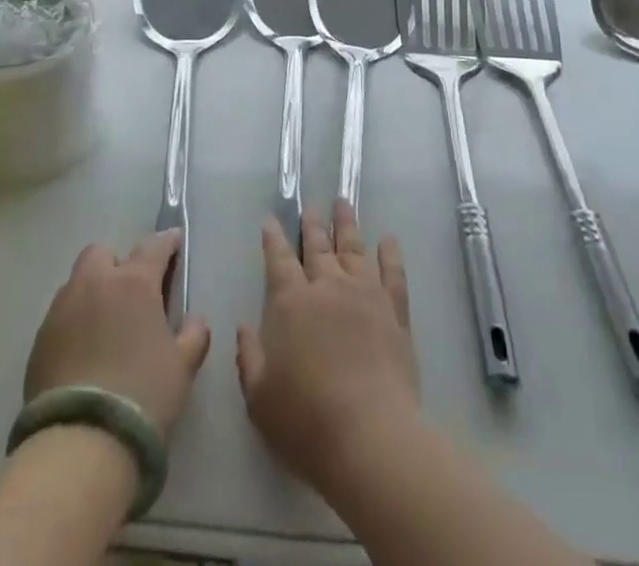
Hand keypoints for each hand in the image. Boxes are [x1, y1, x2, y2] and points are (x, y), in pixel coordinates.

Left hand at [24, 231, 210, 439]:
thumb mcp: (183, 366)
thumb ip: (193, 334)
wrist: (82, 444)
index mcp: (134, 282)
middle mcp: (96, 284)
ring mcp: (62, 309)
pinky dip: (74, 323)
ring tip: (104, 326)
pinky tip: (83, 353)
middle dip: (117, 264)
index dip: (167, 242)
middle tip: (131, 293)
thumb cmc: (143, 395)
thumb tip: (194, 319)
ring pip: (78, 283)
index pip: (154, 246)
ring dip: (93, 293)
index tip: (174, 243)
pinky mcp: (39, 340)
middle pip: (103, 253)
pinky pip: (60, 316)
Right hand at [236, 202, 418, 490]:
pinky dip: (390, 253)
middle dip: (311, 224)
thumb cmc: (306, 421)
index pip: (279, 259)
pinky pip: (393, 272)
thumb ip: (249, 357)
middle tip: (310, 206)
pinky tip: (388, 239)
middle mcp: (328, 287)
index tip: (271, 220)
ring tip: (343, 202)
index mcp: (291, 303)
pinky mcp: (395, 310)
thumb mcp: (260, 398)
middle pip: (318, 246)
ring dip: (347, 224)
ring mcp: (365, 294)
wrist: (370, 437)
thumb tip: (243, 327)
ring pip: (354, 248)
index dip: (273, 238)